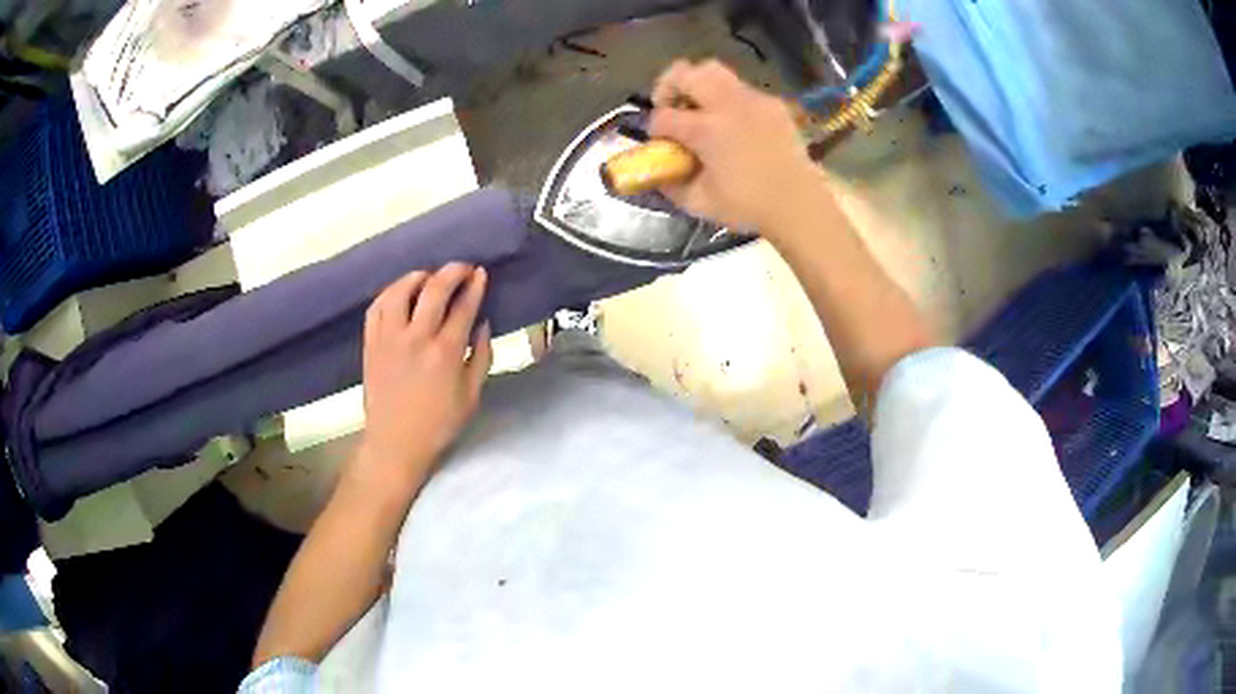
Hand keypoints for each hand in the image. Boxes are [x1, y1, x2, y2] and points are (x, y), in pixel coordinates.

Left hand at [355, 264, 492, 490]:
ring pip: (400, 291)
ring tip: (428, 277)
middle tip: (462, 268)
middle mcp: (416, 338)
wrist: (395, 444)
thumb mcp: (471, 396)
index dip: (475, 286)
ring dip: (417, 277)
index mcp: (446, 352)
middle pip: (434, 290)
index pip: (463, 306)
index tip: (481, 274)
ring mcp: (389, 339)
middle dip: (452, 272)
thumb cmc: (438, 424)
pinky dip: (389, 293)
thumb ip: (482, 356)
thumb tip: (482, 324)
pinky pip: (376, 307)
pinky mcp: (371, 344)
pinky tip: (399, 293)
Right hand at [648, 59, 821, 234]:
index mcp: (706, 130)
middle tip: (671, 106)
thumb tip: (658, 173)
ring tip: (701, 109)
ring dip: (699, 85)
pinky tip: (734, 122)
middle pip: (684, 73)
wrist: (799, 204)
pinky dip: (729, 98)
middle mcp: (727, 105)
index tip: (659, 141)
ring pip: (714, 71)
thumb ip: (671, 185)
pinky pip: (741, 88)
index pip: (663, 116)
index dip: (654, 128)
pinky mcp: (772, 104)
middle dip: (668, 86)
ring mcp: (752, 100)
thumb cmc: (748, 207)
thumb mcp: (699, 203)